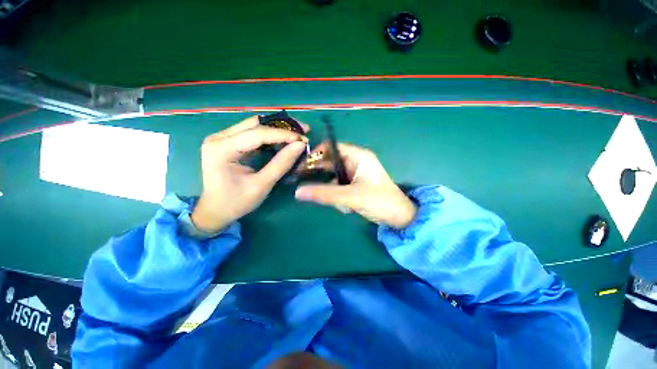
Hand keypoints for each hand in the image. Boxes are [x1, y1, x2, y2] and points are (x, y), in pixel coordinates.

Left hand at [191, 116, 308, 232]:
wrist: (215, 210)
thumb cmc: (236, 202)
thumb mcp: (262, 185)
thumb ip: (281, 164)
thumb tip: (300, 146)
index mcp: (222, 149)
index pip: (258, 134)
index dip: (283, 135)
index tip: (303, 139)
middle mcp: (218, 137)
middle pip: (255, 123)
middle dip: (282, 126)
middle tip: (303, 131)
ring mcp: (221, 138)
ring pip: (254, 125)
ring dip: (276, 128)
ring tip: (296, 135)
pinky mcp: (227, 141)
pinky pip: (251, 132)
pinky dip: (269, 135)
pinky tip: (282, 140)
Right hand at [294, 143, 417, 228]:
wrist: (399, 217)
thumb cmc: (378, 201)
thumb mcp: (350, 196)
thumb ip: (324, 194)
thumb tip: (297, 192)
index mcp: (358, 156)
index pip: (332, 147)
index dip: (317, 153)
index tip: (304, 165)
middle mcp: (356, 161)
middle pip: (331, 161)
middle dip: (321, 173)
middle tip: (304, 181)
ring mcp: (356, 174)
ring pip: (334, 176)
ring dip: (332, 190)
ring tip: (340, 203)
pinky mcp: (356, 184)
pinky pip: (340, 186)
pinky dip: (339, 195)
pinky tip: (346, 207)